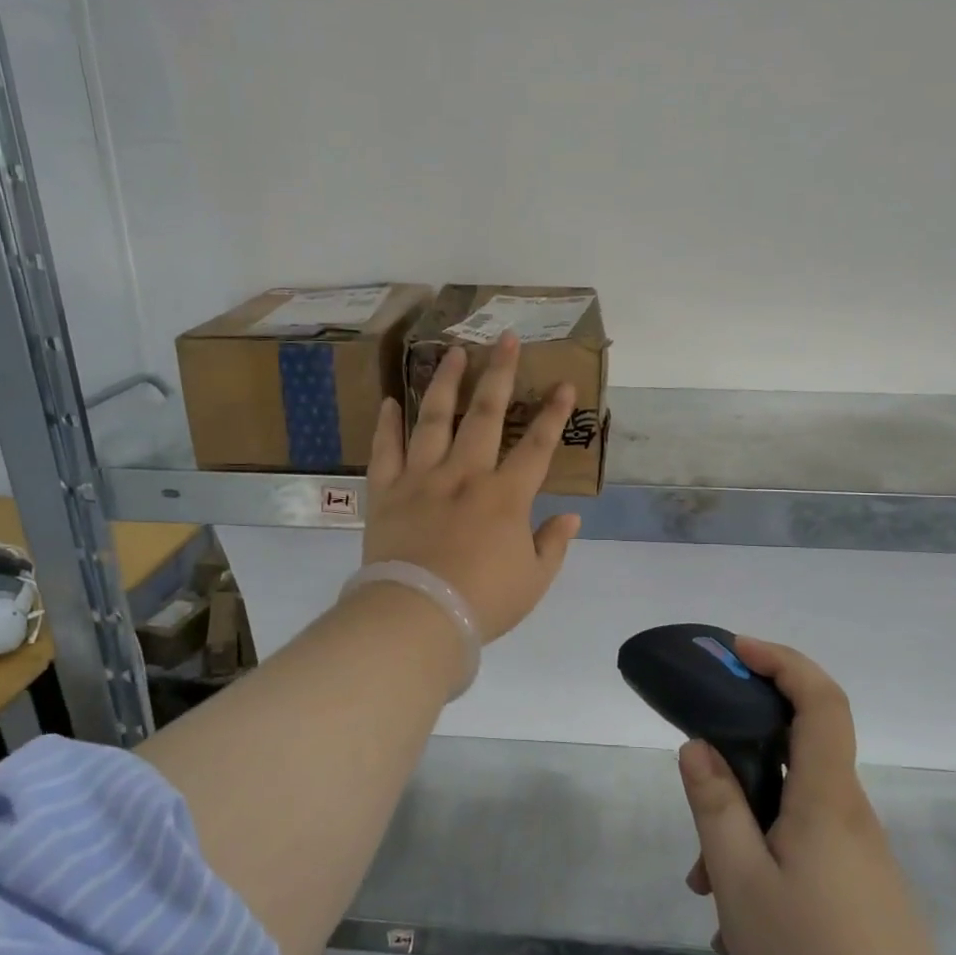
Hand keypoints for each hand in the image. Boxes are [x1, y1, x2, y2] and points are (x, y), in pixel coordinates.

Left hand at [362, 335, 580, 641]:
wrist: (418, 616)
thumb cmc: (483, 602)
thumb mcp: (533, 580)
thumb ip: (552, 545)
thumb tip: (570, 517)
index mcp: (506, 496)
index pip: (538, 445)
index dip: (554, 413)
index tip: (564, 383)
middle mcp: (465, 474)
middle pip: (486, 414)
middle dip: (500, 373)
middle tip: (506, 338)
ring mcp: (422, 478)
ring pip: (434, 419)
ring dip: (445, 382)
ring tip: (452, 351)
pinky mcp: (387, 492)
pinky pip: (385, 451)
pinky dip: (386, 425)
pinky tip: (390, 401)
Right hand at [679, 638, 955, 954]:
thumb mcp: (741, 881)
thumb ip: (716, 805)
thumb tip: (698, 746)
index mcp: (826, 796)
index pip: (820, 699)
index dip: (781, 661)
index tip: (736, 652)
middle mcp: (848, 812)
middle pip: (795, 750)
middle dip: (739, 758)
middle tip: (697, 791)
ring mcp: (858, 853)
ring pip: (791, 806)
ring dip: (744, 826)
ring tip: (707, 887)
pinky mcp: (859, 887)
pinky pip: (802, 844)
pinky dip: (763, 857)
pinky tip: (737, 918)